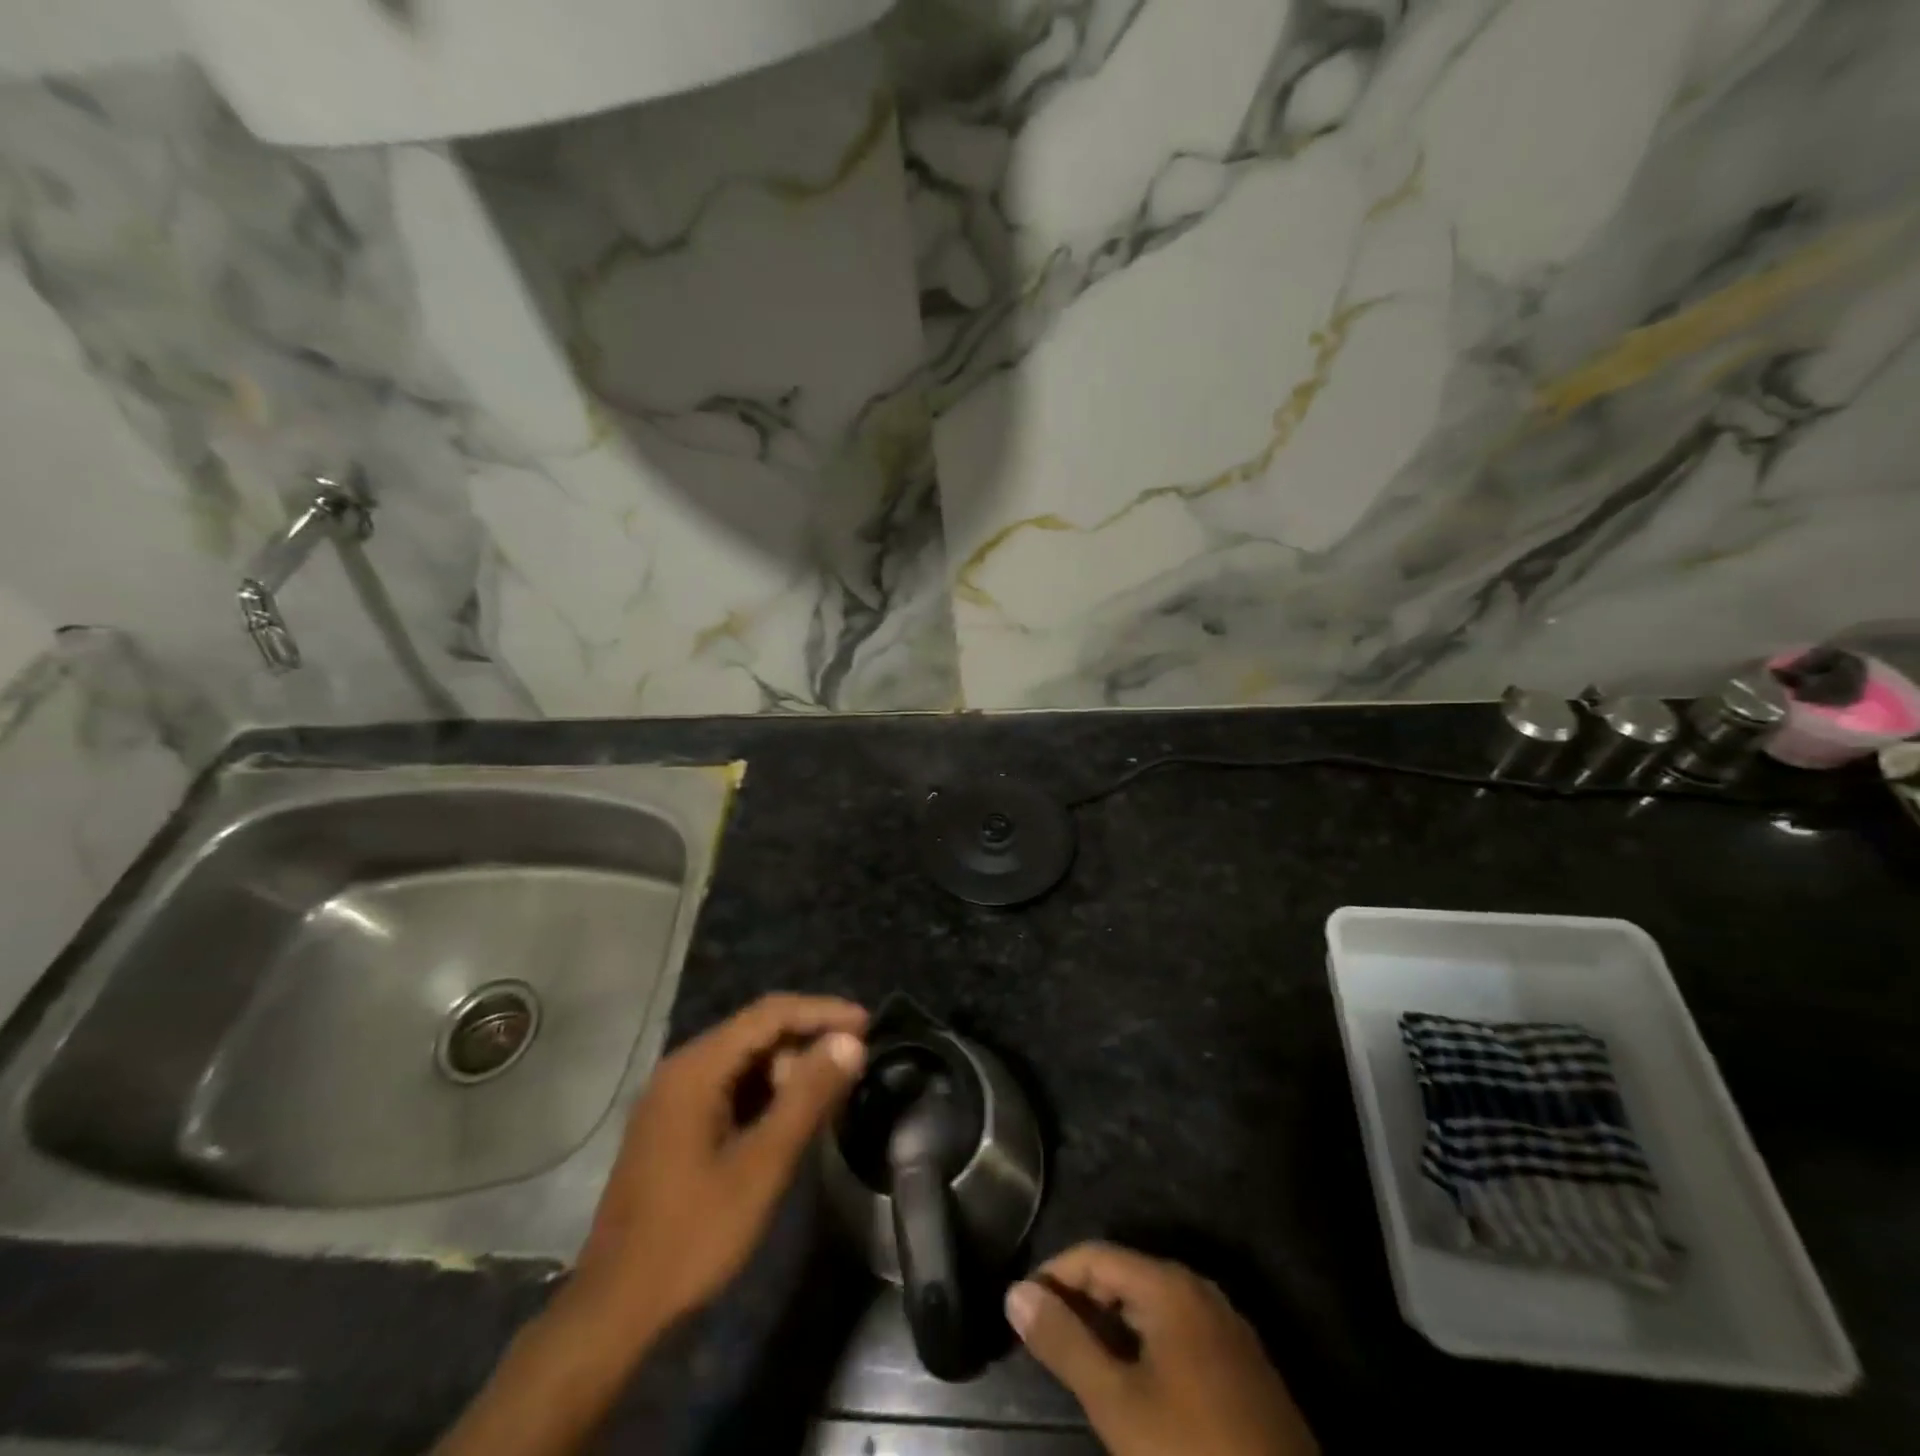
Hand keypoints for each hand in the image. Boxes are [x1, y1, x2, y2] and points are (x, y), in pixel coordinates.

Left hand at [564, 993, 868, 1350]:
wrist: (615, 1311)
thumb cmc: (692, 1236)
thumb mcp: (762, 1166)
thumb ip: (808, 1097)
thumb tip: (850, 1042)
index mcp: (696, 1068)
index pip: (770, 1014)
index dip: (822, 1012)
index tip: (868, 1023)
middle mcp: (681, 1069)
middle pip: (756, 1033)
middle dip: (807, 1042)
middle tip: (851, 1069)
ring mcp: (672, 1098)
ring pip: (744, 1061)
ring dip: (788, 1070)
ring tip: (828, 1097)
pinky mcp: (672, 1125)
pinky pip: (729, 1088)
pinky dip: (765, 1094)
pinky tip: (789, 1119)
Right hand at [1006, 1243, 1317, 1455]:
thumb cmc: (1194, 1454)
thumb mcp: (1117, 1404)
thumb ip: (1065, 1344)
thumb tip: (1015, 1293)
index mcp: (1169, 1286)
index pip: (1094, 1255)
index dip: (1052, 1277)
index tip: (1020, 1311)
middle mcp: (1198, 1290)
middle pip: (1123, 1275)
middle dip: (1080, 1301)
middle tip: (1043, 1340)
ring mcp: (1225, 1326)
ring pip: (1150, 1305)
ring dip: (1109, 1325)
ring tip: (1076, 1361)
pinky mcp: (1240, 1365)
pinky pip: (1176, 1332)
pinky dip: (1142, 1345)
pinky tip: (1130, 1383)